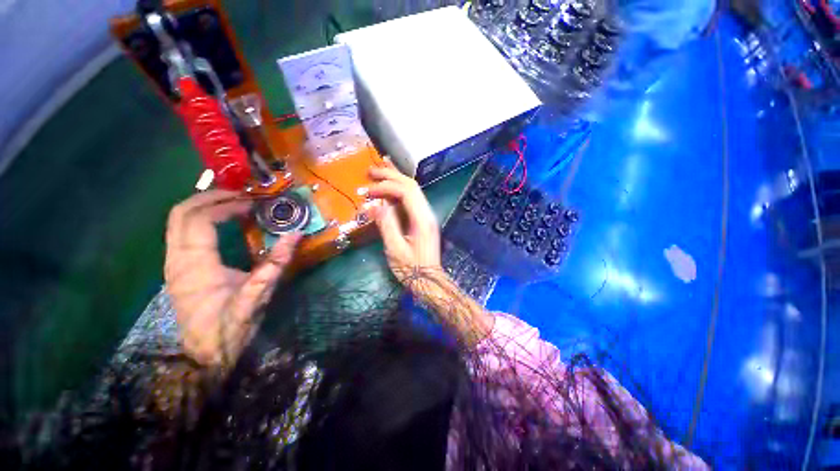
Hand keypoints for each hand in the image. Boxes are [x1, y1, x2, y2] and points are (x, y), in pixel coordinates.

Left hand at [164, 190, 300, 365]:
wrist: (205, 355)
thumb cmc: (231, 326)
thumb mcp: (258, 295)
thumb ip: (276, 262)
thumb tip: (296, 234)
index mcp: (194, 265)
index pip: (199, 219)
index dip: (225, 205)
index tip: (251, 203)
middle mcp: (176, 259)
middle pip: (180, 213)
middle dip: (210, 197)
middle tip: (240, 195)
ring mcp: (172, 263)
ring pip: (176, 221)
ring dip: (204, 205)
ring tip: (233, 203)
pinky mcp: (177, 268)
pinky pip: (181, 232)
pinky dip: (200, 218)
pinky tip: (221, 222)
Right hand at [368, 165, 441, 288]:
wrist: (430, 281)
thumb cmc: (412, 269)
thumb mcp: (395, 249)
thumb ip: (386, 225)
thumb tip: (374, 205)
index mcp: (422, 219)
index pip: (406, 192)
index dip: (386, 187)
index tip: (368, 191)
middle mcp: (427, 213)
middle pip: (411, 186)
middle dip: (391, 176)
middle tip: (371, 171)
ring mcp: (427, 216)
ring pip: (413, 190)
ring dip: (395, 180)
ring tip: (379, 172)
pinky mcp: (423, 220)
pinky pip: (411, 200)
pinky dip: (398, 192)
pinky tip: (388, 189)